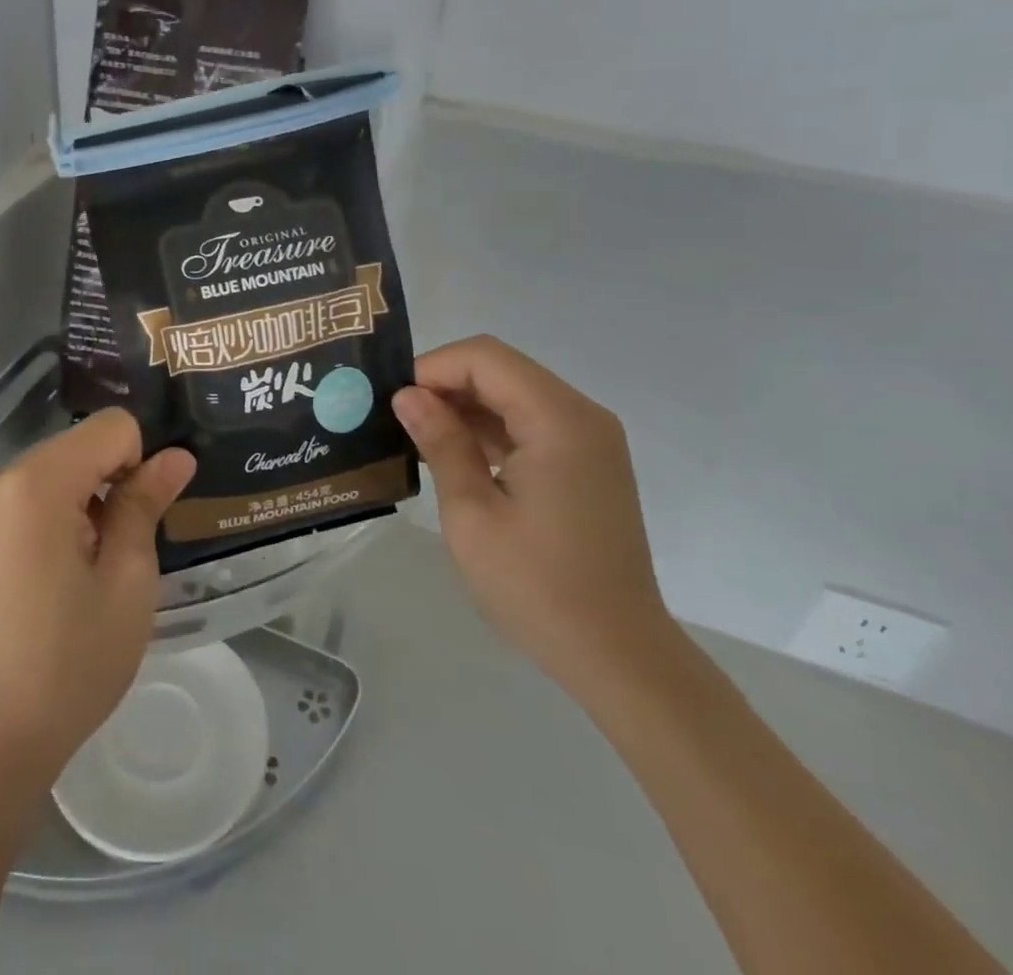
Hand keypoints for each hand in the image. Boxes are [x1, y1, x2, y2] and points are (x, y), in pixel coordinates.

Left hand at [0, 409, 195, 800]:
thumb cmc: (69, 663)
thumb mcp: (127, 581)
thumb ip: (146, 504)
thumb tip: (177, 456)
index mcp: (34, 483)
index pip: (112, 428)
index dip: (139, 465)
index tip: (137, 522)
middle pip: (79, 447)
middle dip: (109, 484)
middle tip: (115, 555)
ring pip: (54, 470)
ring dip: (82, 502)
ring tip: (83, 572)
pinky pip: (25, 497)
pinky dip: (52, 516)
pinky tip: (53, 576)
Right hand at [391, 335, 670, 691]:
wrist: (618, 655)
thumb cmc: (537, 586)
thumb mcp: (472, 513)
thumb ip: (441, 443)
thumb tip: (408, 396)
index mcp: (558, 420)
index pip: (485, 358)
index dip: (433, 368)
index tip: (395, 402)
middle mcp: (582, 416)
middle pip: (502, 370)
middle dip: (447, 385)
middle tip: (399, 420)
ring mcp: (590, 440)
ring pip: (515, 395)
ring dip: (467, 408)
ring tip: (419, 439)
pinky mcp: (588, 464)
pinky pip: (532, 424)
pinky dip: (492, 430)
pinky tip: (456, 457)